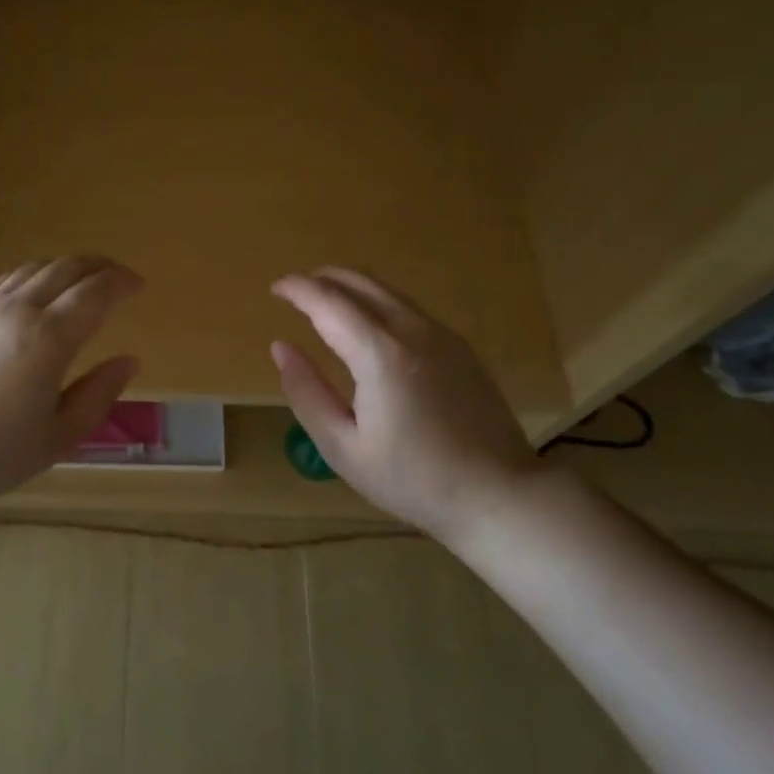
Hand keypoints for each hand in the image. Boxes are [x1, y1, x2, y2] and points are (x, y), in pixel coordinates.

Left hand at [0, 257, 143, 512]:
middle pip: (66, 269)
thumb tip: (129, 361)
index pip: (95, 293)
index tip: (138, 285)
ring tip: (80, 279)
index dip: (121, 282)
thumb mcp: (56, 439)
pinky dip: (30, 276)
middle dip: (98, 266)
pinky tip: (31, 291)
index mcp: (48, 339)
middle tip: (116, 275)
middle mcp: (18, 310)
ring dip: (64, 267)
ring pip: (32, 269)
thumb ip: (97, 396)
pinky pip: (3, 281)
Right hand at [271, 267, 538, 545]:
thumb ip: (306, 392)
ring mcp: (442, 335)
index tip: (274, 289)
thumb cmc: (412, 479)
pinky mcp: (459, 347)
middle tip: (294, 291)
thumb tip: (281, 348)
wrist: (498, 495)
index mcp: (379, 354)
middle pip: (360, 282)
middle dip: (322, 278)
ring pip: (387, 290)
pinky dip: (376, 302)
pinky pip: (408, 307)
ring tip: (324, 302)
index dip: (297, 289)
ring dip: (350, 286)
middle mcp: (412, 330)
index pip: (328, 301)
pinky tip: (367, 326)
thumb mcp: (342, 447)